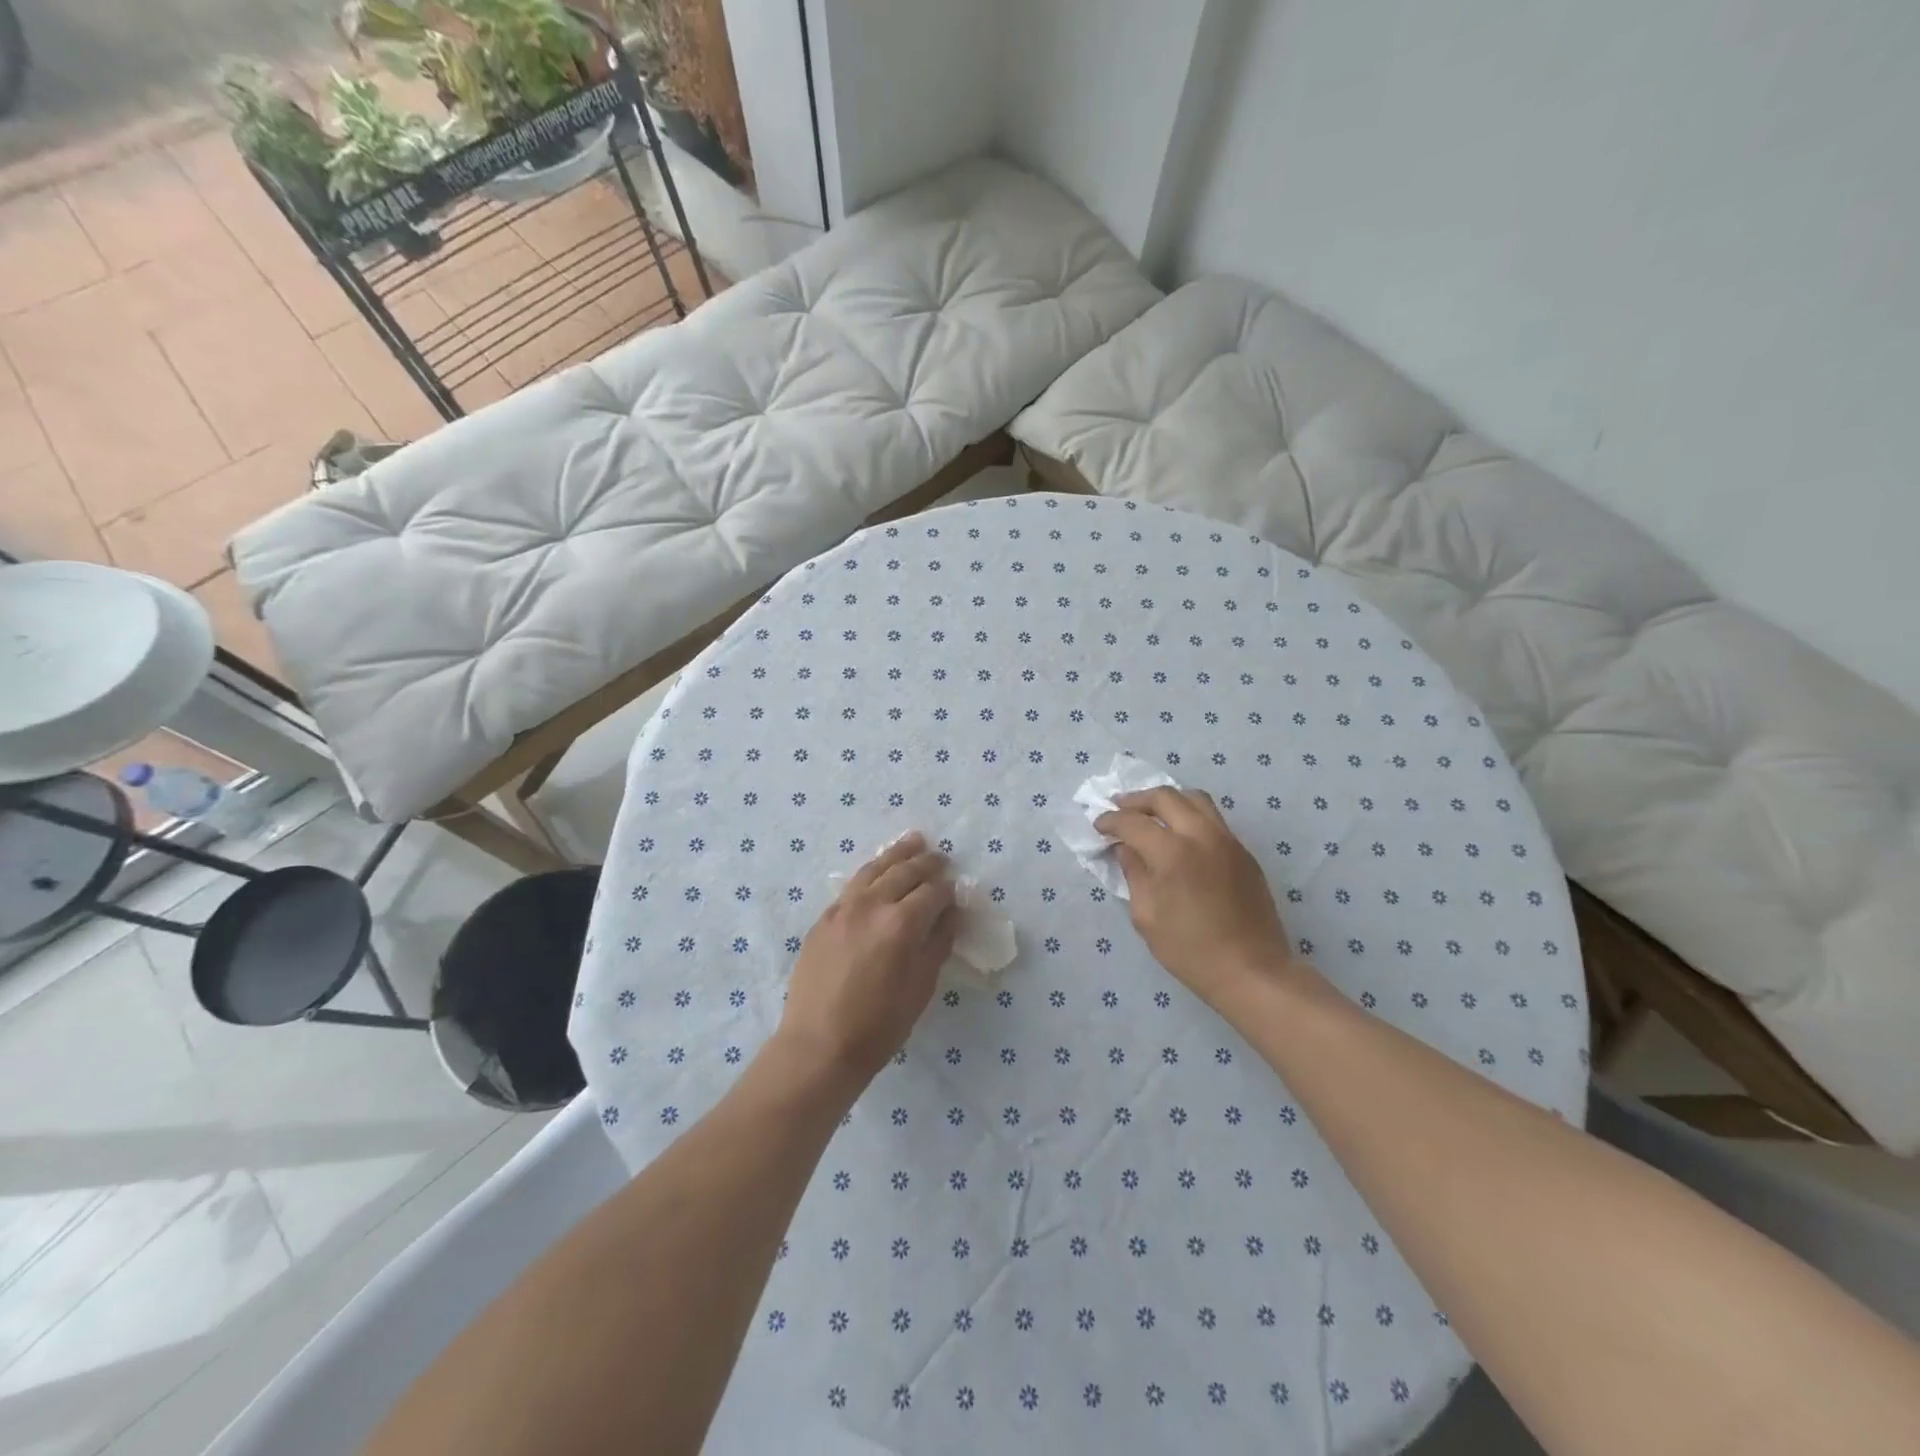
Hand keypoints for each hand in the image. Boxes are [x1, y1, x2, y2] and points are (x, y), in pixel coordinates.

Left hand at [777, 833, 958, 1085]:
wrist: (818, 1045)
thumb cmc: (879, 1025)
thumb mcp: (921, 987)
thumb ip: (938, 944)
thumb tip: (949, 915)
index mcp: (902, 923)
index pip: (933, 892)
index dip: (949, 890)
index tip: (956, 893)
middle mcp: (872, 904)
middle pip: (905, 871)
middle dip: (927, 863)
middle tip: (941, 858)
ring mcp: (843, 908)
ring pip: (875, 868)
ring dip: (897, 854)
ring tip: (913, 842)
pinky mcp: (824, 918)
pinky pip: (852, 885)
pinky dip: (871, 872)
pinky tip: (877, 872)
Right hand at [1094, 787, 1294, 1008]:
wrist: (1251, 970)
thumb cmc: (1190, 950)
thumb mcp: (1146, 916)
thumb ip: (1133, 873)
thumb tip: (1125, 848)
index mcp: (1173, 853)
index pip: (1132, 822)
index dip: (1110, 821)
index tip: (1098, 826)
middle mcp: (1201, 835)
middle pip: (1165, 797)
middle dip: (1136, 800)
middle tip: (1119, 809)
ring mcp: (1228, 840)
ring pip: (1194, 799)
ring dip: (1167, 800)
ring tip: (1150, 814)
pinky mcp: (1244, 852)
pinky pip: (1212, 819)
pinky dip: (1189, 815)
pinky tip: (1179, 835)